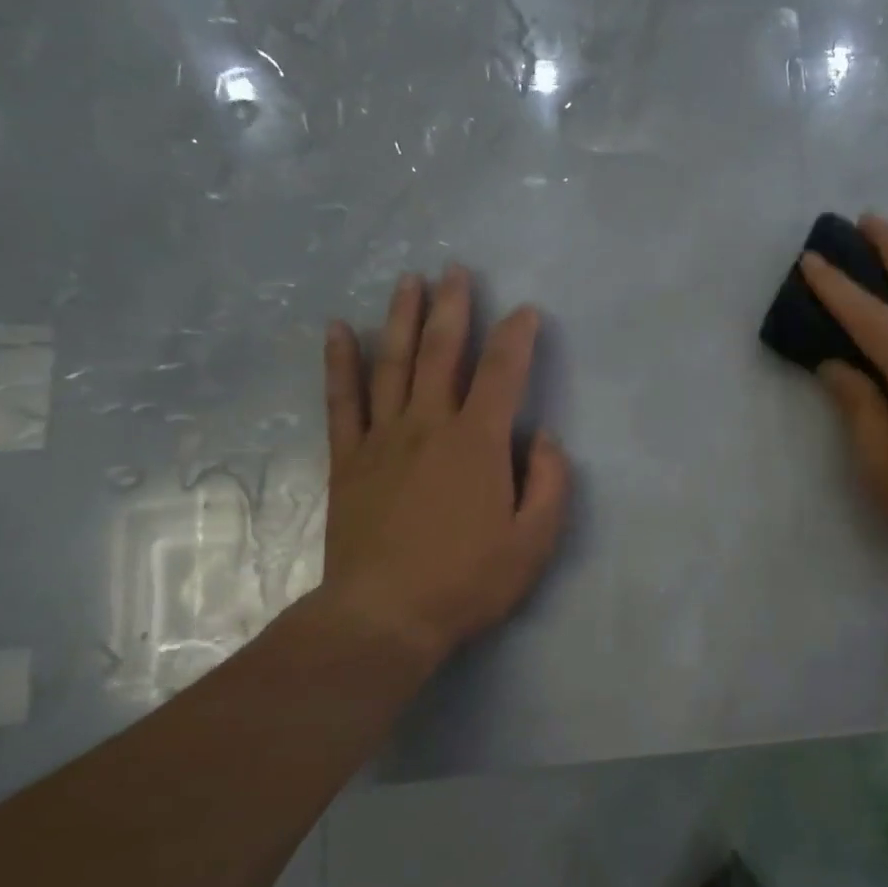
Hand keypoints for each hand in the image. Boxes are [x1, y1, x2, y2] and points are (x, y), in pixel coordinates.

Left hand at [311, 266, 569, 672]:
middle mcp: (429, 425)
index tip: (525, 312)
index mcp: (478, 442)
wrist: (385, 616)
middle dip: (452, 308)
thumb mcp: (535, 541)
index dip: (516, 337)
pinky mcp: (348, 460)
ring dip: (400, 317)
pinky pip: (342, 401)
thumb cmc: (468, 580)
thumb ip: (550, 483)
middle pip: (441, 352)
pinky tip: (337, 330)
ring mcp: (383, 439)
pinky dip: (340, 363)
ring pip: (392, 363)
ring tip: (408, 281)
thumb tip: (545, 438)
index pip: (502, 373)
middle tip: (456, 270)